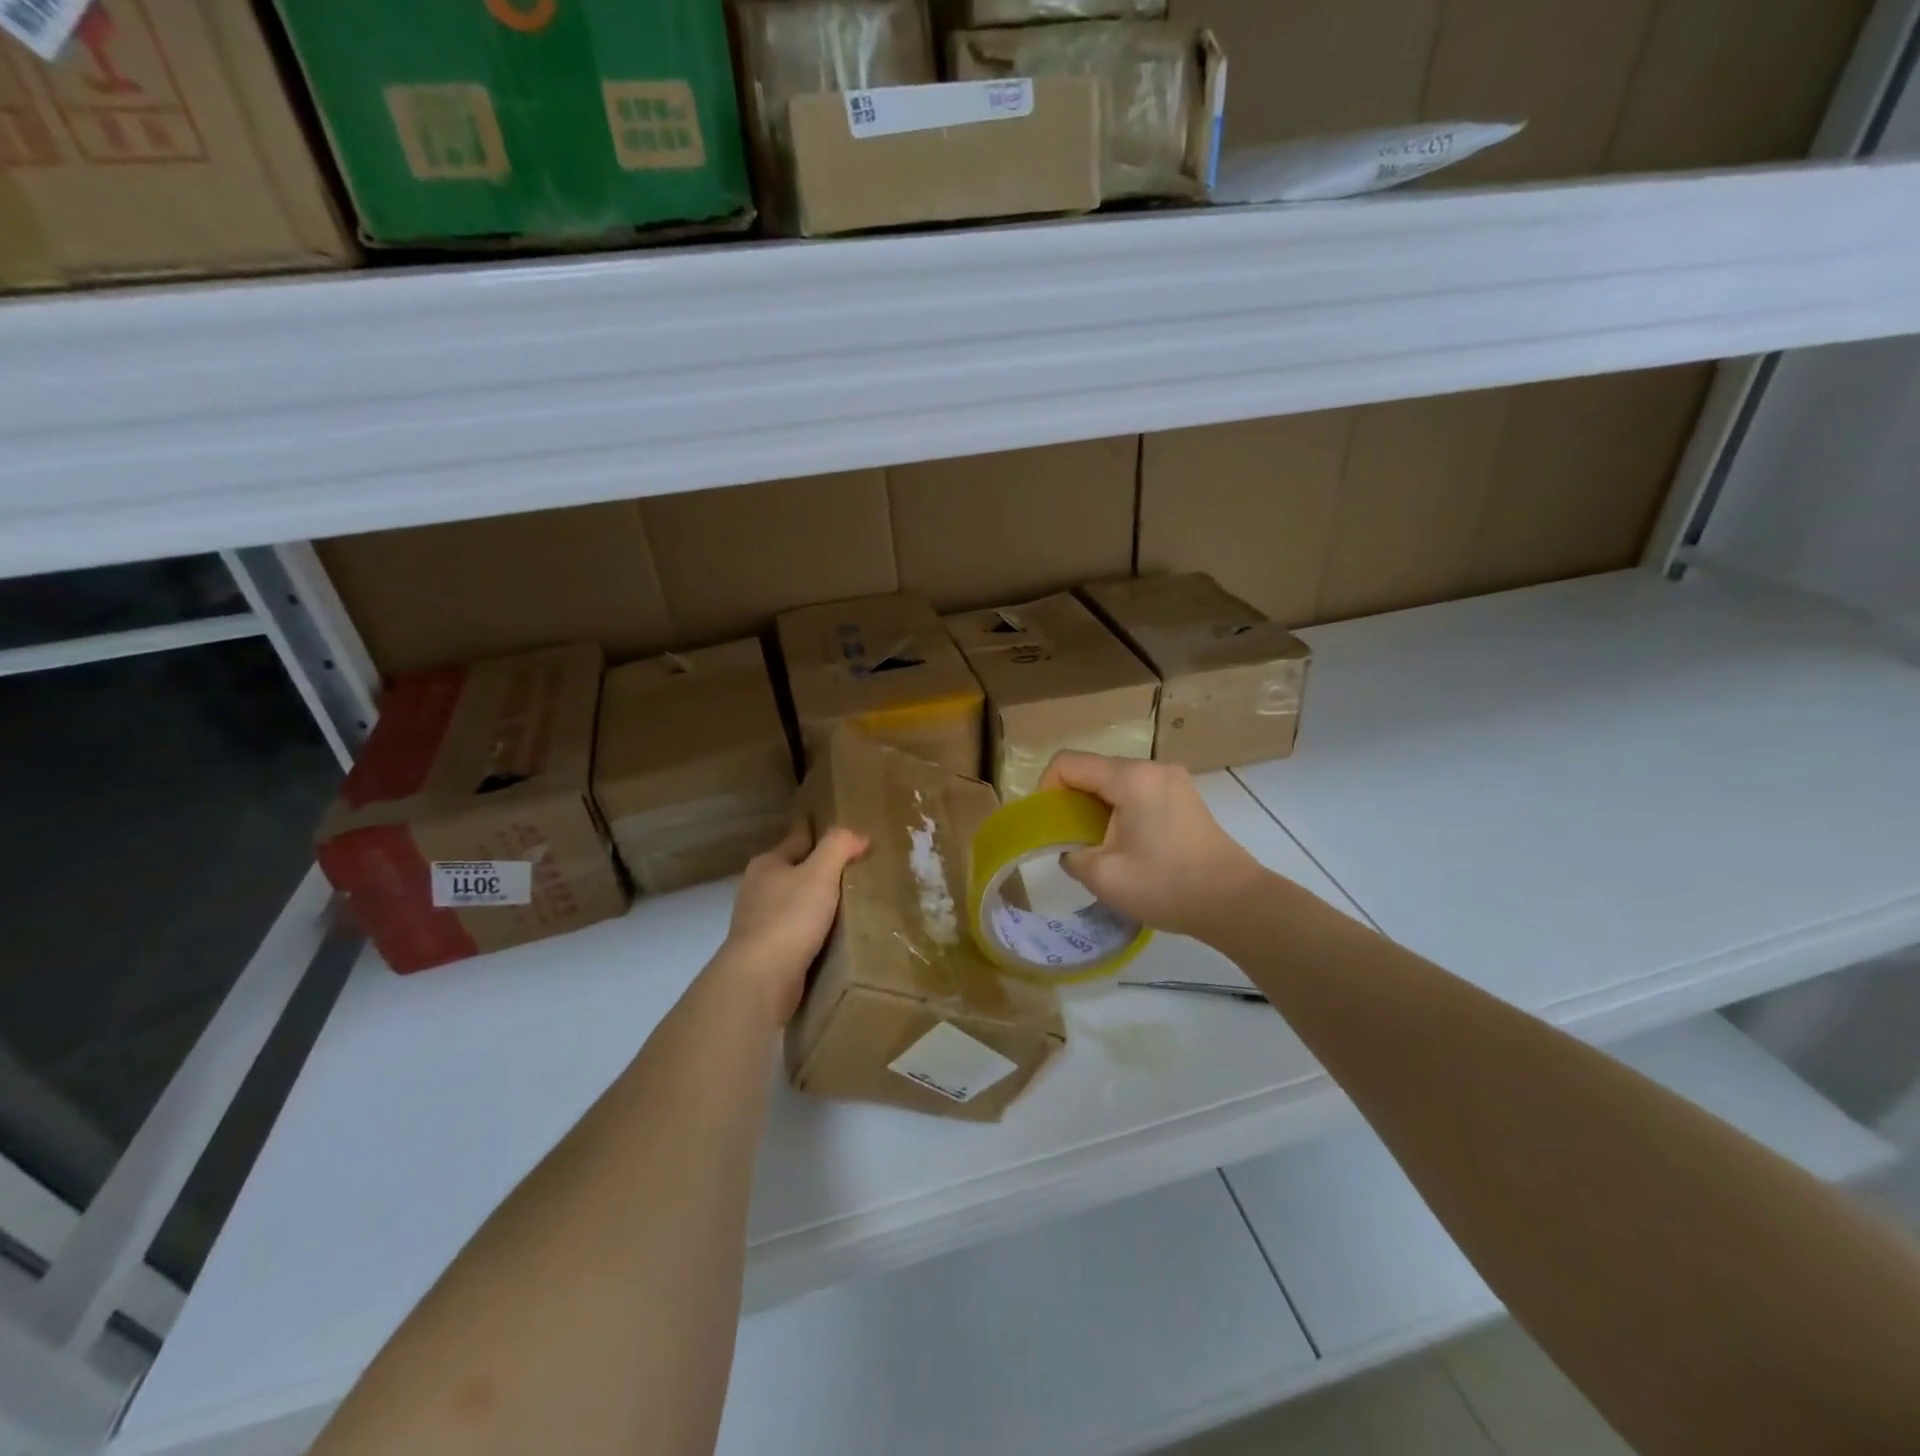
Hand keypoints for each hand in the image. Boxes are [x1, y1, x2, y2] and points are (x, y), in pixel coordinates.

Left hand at [717, 823, 868, 1024]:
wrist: (761, 979)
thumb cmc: (789, 918)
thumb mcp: (820, 873)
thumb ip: (838, 846)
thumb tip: (858, 836)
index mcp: (768, 864)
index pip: (798, 837)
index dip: (820, 830)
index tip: (841, 829)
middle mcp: (758, 888)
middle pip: (796, 869)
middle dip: (820, 868)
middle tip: (855, 867)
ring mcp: (759, 921)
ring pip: (796, 901)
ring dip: (818, 901)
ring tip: (851, 901)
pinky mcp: (767, 951)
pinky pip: (797, 930)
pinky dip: (813, 928)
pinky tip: (833, 933)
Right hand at [1038, 751, 1266, 940]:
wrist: (1234, 902)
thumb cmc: (1166, 885)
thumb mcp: (1103, 876)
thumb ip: (1071, 854)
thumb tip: (1071, 848)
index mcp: (1130, 778)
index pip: (1068, 762)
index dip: (1047, 789)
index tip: (1049, 825)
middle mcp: (1152, 768)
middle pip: (1093, 769)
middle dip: (1072, 800)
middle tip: (1070, 839)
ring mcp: (1172, 779)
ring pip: (1115, 781)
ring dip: (1097, 807)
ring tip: (1098, 845)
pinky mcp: (1184, 796)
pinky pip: (1138, 791)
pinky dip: (1120, 810)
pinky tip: (1127, 844)